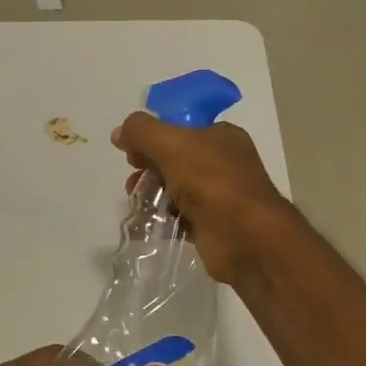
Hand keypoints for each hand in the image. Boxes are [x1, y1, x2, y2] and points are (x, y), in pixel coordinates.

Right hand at [113, 112, 293, 283]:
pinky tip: (146, 224)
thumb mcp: (172, 144)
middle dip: (148, 168)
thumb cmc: (212, 181)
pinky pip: (179, 217)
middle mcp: (223, 163)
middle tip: (133, 181)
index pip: (180, 129)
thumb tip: (119, 133)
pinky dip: (162, 218)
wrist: (245, 237)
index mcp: (221, 136)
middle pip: (175, 159)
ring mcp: (219, 196)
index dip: (153, 137)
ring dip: (152, 194)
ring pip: (175, 189)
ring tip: (137, 204)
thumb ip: (142, 131)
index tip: (130, 152)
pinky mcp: (211, 225)